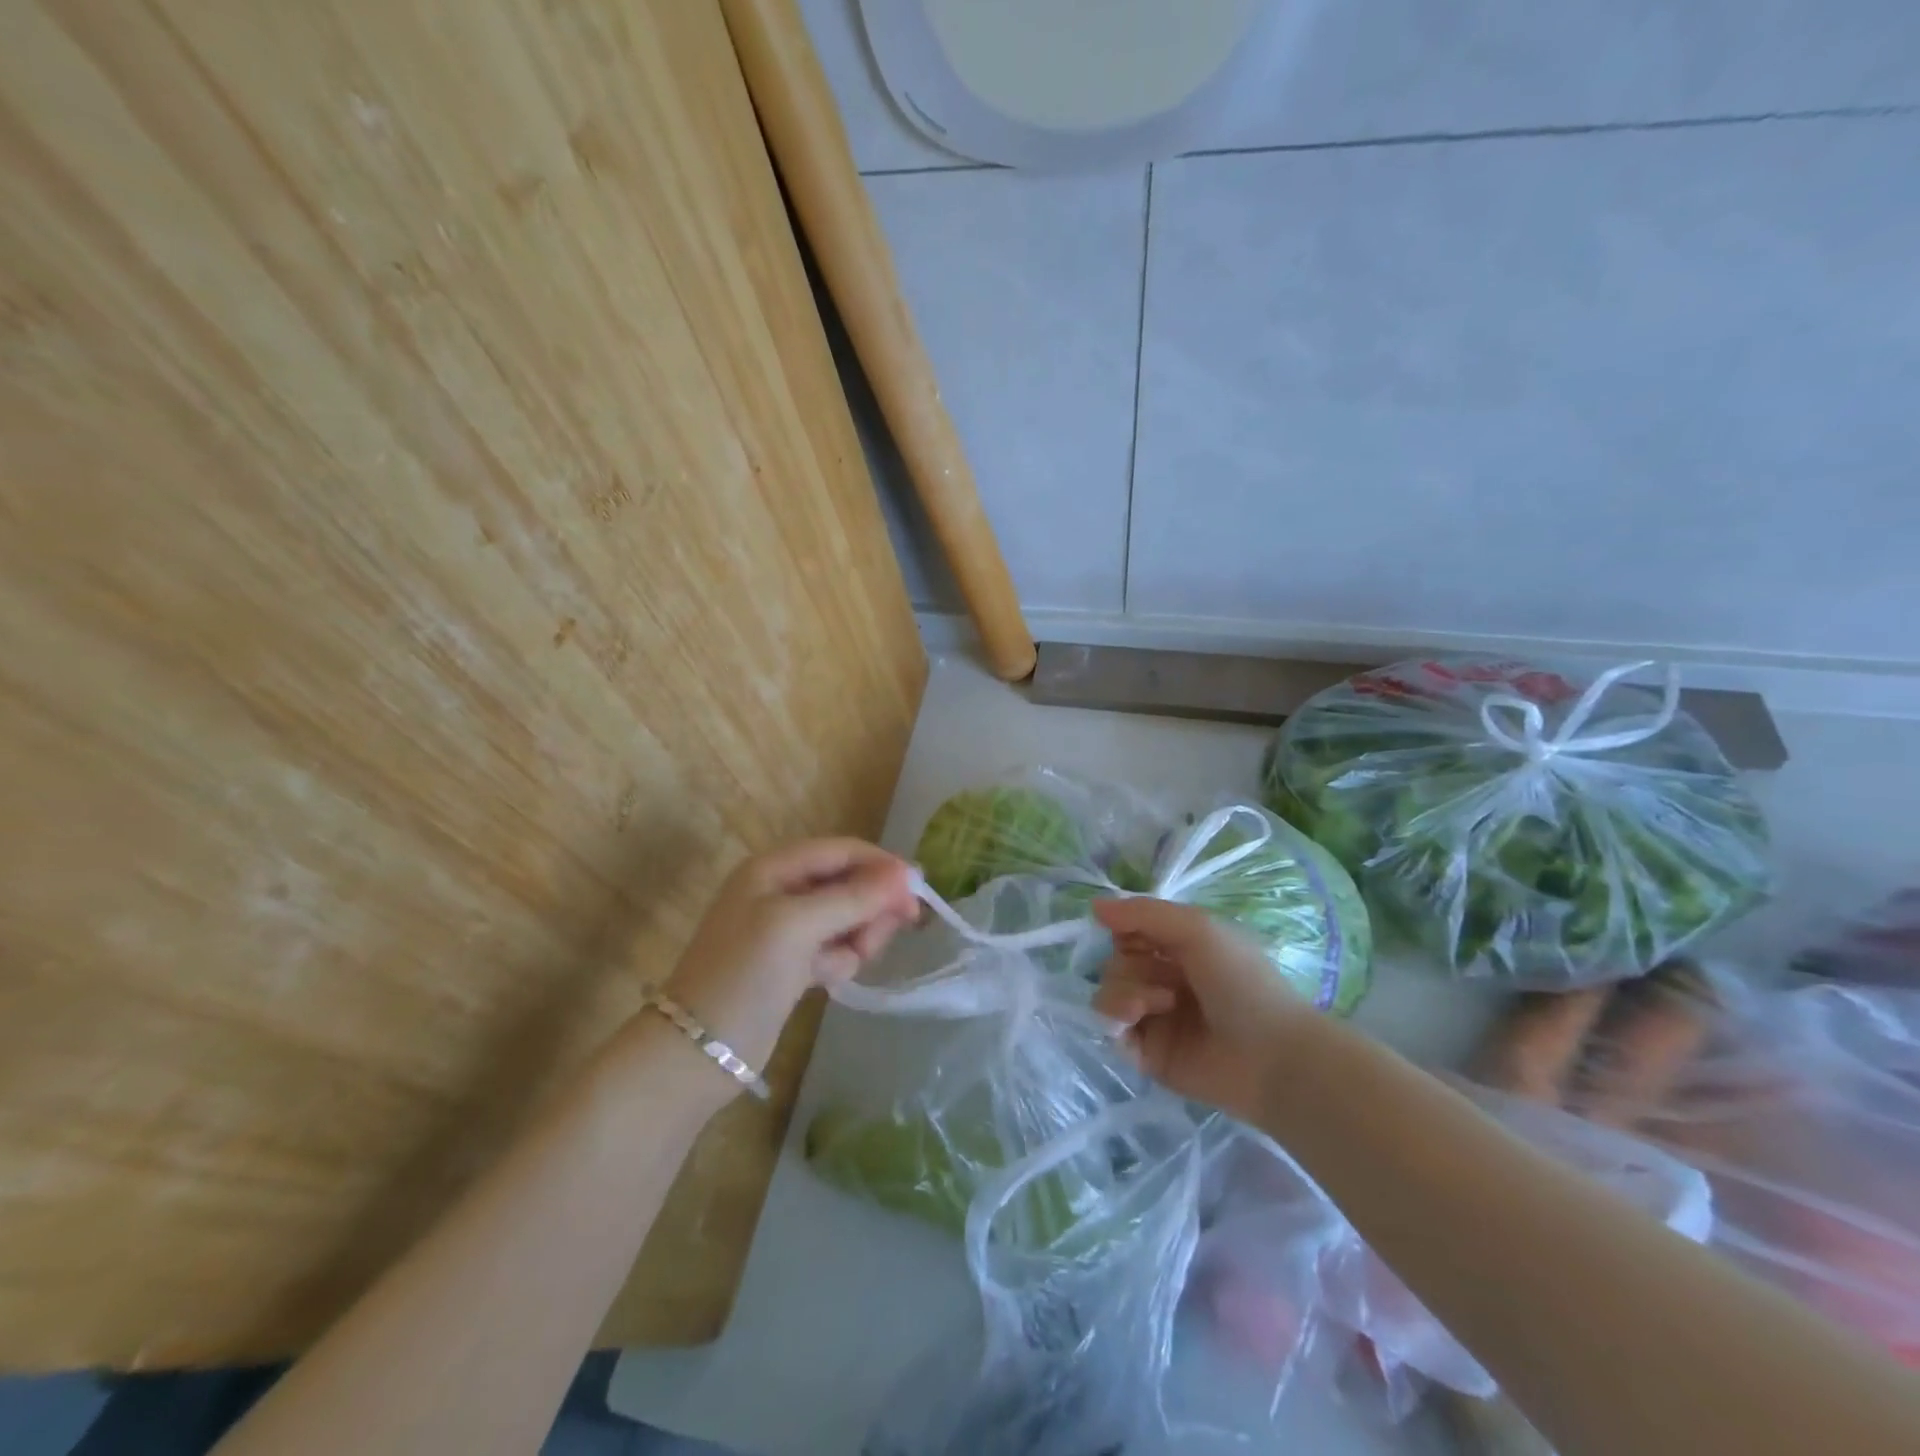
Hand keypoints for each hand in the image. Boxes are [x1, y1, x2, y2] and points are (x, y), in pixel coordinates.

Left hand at [657, 839, 918, 1082]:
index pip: (842, 851)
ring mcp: (786, 928)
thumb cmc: (744, 975)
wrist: (698, 1052)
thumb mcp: (798, 926)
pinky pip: (836, 947)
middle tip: (878, 938)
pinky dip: (839, 960)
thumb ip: (853, 897)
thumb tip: (906, 874)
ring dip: (855, 938)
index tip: (919, 890)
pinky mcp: (792, 962)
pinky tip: (826, 980)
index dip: (881, 865)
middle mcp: (781, 890)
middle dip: (869, 908)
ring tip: (842, 964)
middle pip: (849, 883)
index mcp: (774, 868)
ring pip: (847, 918)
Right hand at [1092, 897, 1309, 1122]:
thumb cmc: (1242, 982)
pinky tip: (1140, 1021)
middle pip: (1114, 962)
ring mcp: (1154, 1018)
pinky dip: (1117, 1020)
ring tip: (1161, 1004)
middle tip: (1165, 980)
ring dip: (1126, 992)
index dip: (1124, 931)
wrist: (1271, 1055)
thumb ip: (1143, 913)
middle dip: (1130, 967)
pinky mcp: (1146, 1053)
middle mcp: (1163, 980)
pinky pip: (1110, 1030)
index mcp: (1179, 950)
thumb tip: (1094, 904)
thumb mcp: (1197, 929)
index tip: (1134, 936)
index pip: (1129, 932)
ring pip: (1108, 993)